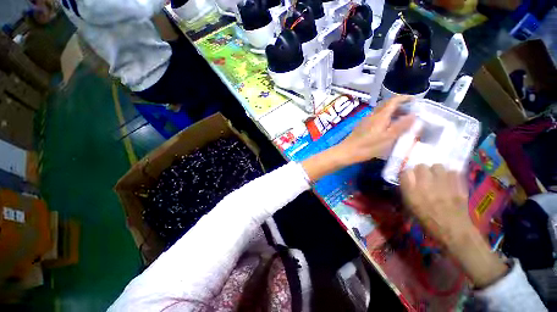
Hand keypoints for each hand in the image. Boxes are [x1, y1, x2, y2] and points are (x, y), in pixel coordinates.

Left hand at [339, 95, 414, 164]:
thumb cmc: (368, 146)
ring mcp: (365, 120)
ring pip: (380, 111)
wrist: (347, 152)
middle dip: (399, 104)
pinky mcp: (361, 126)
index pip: (393, 100)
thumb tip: (414, 114)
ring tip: (401, 119)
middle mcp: (372, 115)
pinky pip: (375, 117)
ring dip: (392, 111)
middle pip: (386, 104)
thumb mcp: (388, 138)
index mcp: (380, 116)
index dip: (404, 98)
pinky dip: (384, 117)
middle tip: (410, 110)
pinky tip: (387, 126)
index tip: (415, 99)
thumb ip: (401, 126)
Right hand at [400, 164, 507, 287]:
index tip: (409, 178)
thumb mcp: (411, 208)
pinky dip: (450, 175)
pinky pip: (453, 172)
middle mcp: (426, 186)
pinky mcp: (458, 186)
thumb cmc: (429, 222)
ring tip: (437, 178)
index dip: (406, 174)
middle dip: (421, 170)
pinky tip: (449, 181)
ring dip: (436, 171)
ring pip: (437, 166)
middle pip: (421, 166)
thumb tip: (407, 180)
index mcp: (412, 193)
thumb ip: (408, 192)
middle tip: (424, 177)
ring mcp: (444, 185)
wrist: (454, 232)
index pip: (404, 172)